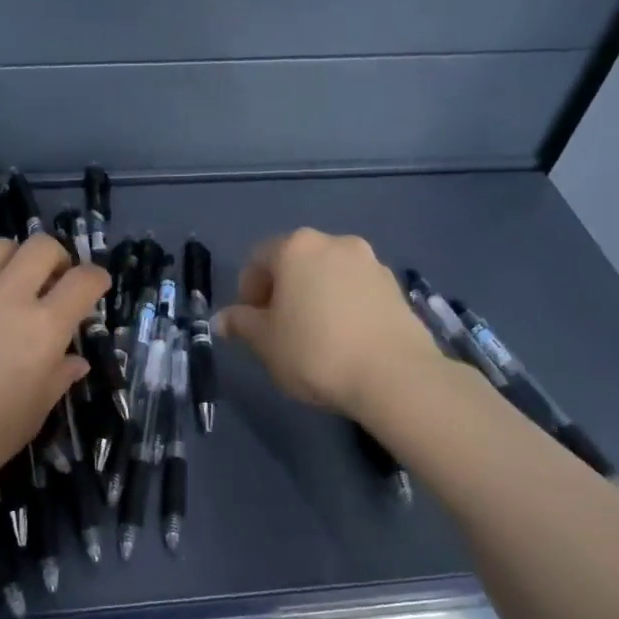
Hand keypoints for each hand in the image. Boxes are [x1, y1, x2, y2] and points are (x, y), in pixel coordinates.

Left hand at [0, 234, 108, 511]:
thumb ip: (56, 381)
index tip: (97, 288)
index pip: (83, 282)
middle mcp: (8, 297)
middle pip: (43, 247)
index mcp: (43, 329)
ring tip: (11, 284)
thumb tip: (74, 361)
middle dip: (58, 259)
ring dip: (14, 259)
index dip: (97, 279)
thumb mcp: (30, 417)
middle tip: (54, 284)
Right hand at [216, 228, 437, 419]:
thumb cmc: (315, 352)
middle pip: (296, 261)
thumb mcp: (265, 342)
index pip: (258, 258)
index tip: (250, 321)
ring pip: (329, 274)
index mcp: (296, 248)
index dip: (247, 289)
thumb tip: (222, 319)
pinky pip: (356, 289)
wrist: (394, 375)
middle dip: (282, 290)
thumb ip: (241, 324)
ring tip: (314, 335)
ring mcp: (371, 262)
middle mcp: (335, 243)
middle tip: (278, 327)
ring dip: (315, 295)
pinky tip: (344, 338)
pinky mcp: (396, 286)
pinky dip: (344, 305)